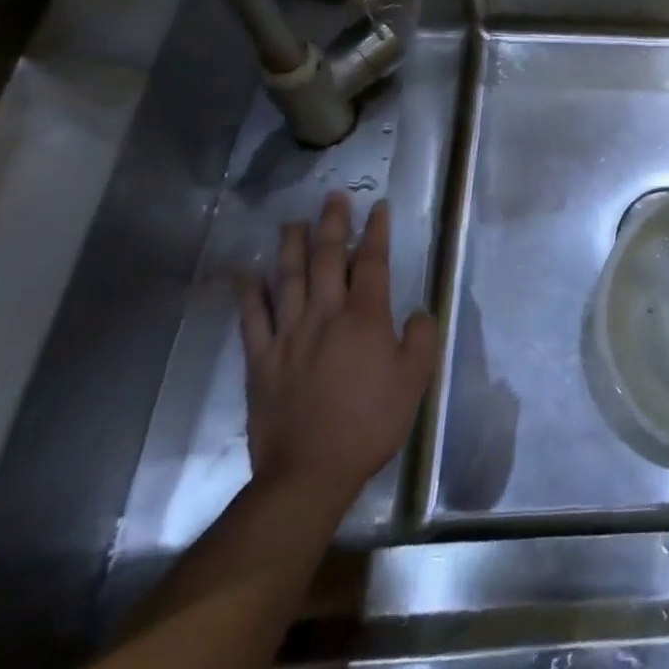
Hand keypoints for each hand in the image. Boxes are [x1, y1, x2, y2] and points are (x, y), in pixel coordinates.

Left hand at [239, 194, 436, 505]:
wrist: (310, 471)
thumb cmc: (371, 422)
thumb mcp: (415, 379)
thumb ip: (421, 338)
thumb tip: (415, 313)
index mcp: (365, 317)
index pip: (372, 262)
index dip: (376, 232)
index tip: (379, 207)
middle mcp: (325, 315)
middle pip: (328, 259)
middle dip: (333, 224)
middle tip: (334, 197)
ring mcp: (288, 336)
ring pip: (288, 279)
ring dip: (291, 247)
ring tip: (293, 221)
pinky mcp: (261, 361)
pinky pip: (252, 320)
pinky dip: (249, 294)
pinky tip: (247, 274)